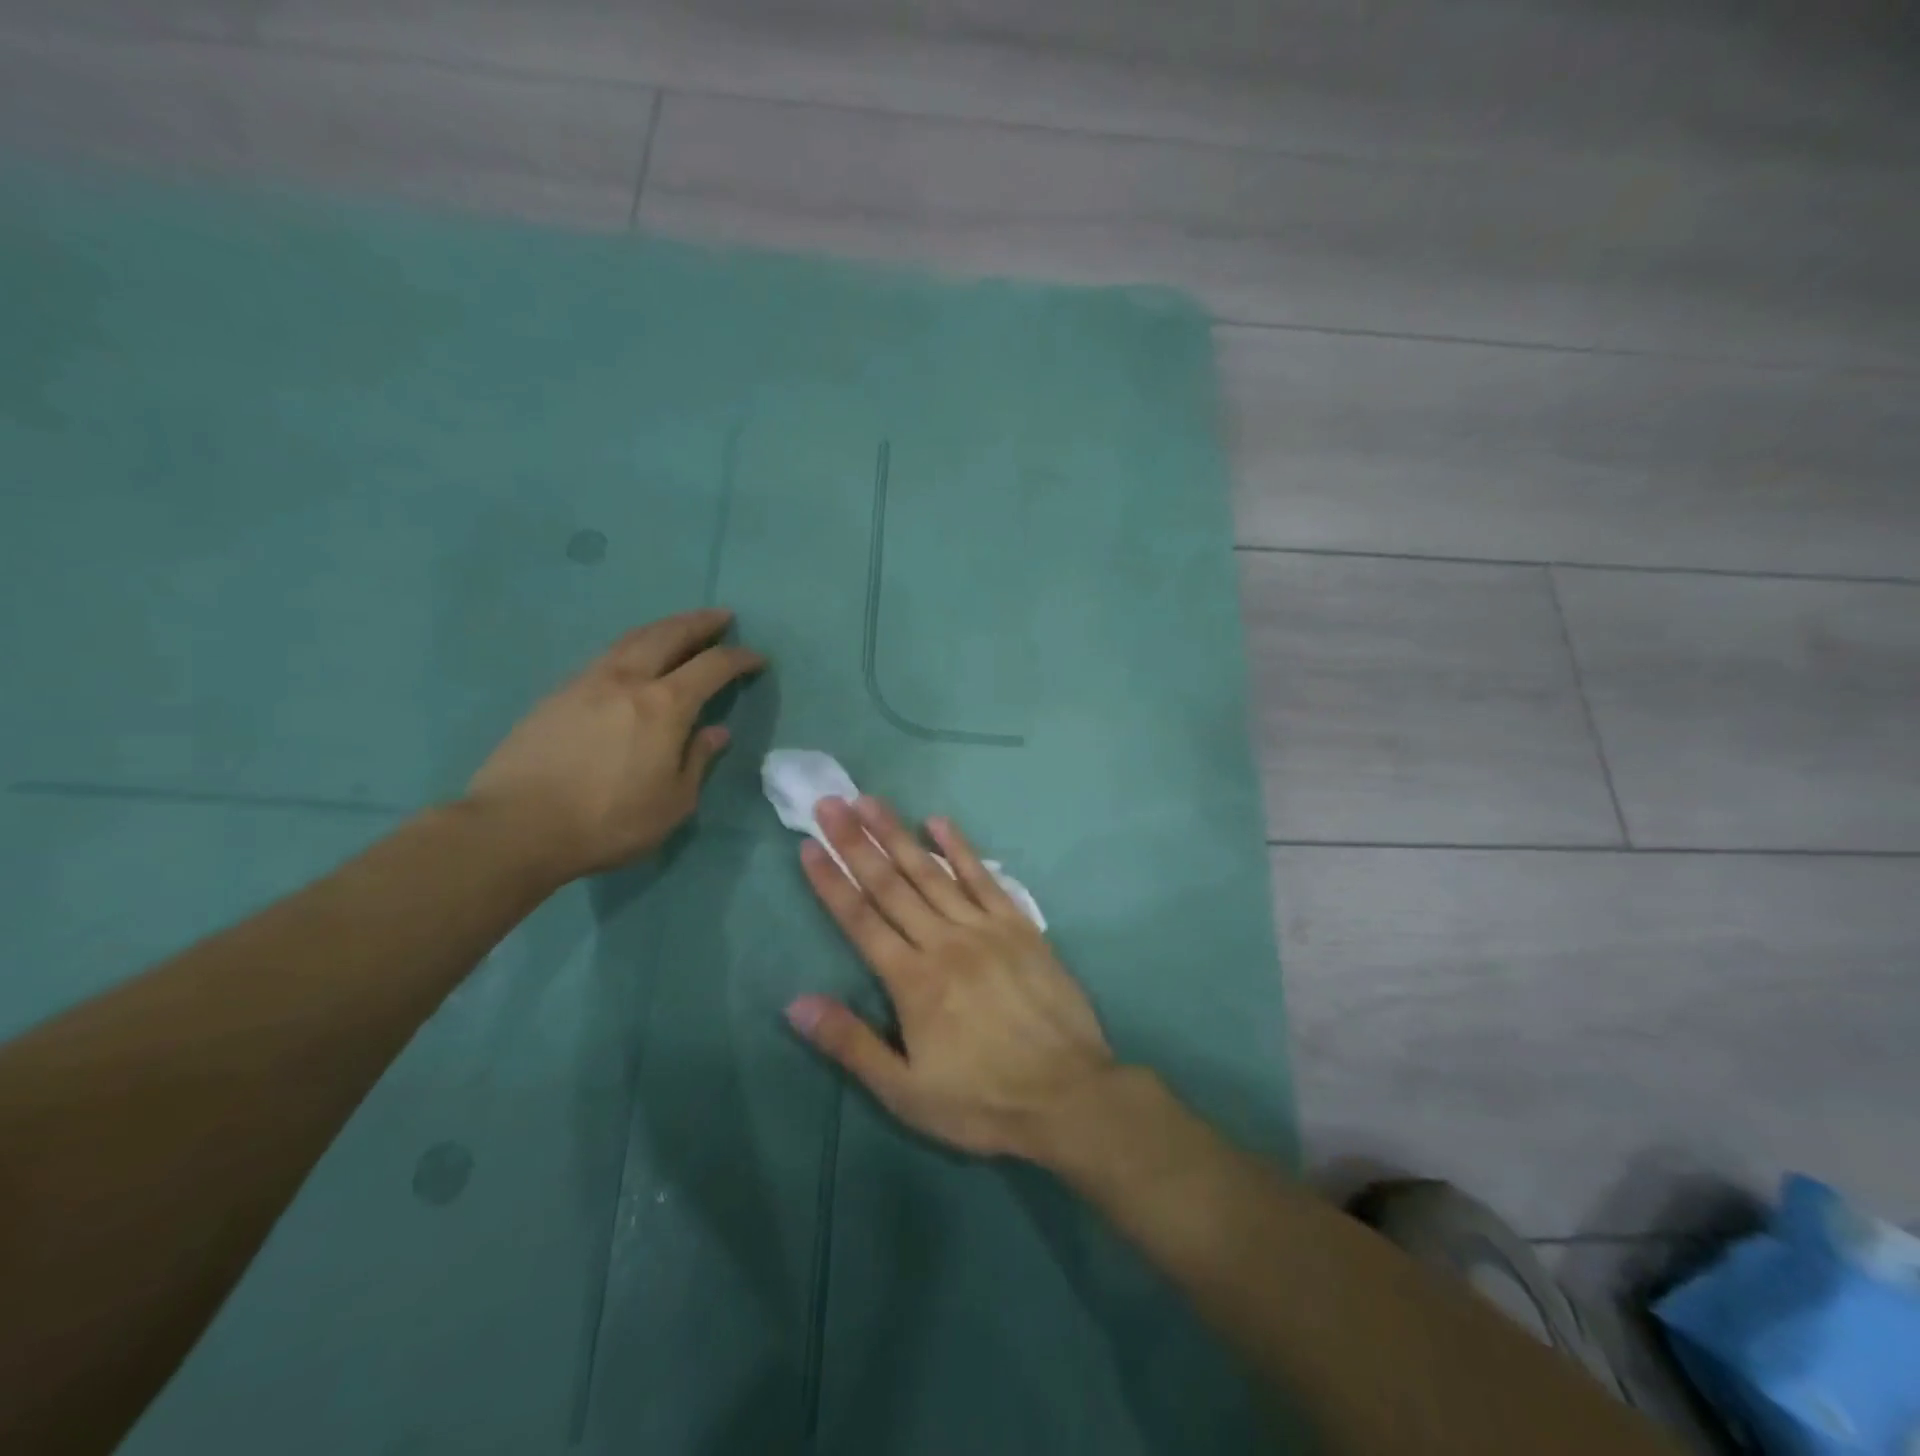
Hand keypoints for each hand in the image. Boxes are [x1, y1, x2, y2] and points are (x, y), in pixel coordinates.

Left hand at [465, 609, 764, 880]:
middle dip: (699, 623)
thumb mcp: (673, 803)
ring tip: (679, 627)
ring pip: (632, 639)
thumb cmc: (609, 821)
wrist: (517, 826)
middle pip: (669, 635)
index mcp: (665, 706)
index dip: (739, 658)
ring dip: (663, 627)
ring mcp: (587, 683)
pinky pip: (606, 657)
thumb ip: (697, 760)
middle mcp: (628, 681)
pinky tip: (632, 660)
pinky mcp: (557, 695)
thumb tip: (717, 732)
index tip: (757, 658)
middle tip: (721, 616)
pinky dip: (631, 647)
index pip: (712, 667)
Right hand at [787, 795, 1115, 1159]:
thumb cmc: (982, 1100)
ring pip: (931, 872)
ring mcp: (984, 928)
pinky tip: (939, 821)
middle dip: (855, 842)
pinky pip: (983, 878)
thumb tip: (796, 1003)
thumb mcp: (905, 1091)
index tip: (808, 845)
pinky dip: (959, 848)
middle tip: (830, 803)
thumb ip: (850, 1044)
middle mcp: (943, 941)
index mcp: (912, 981)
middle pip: (890, 884)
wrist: (1069, 1095)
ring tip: (870, 801)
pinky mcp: (1018, 925)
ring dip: (897, 834)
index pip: (860, 919)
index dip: (831, 881)